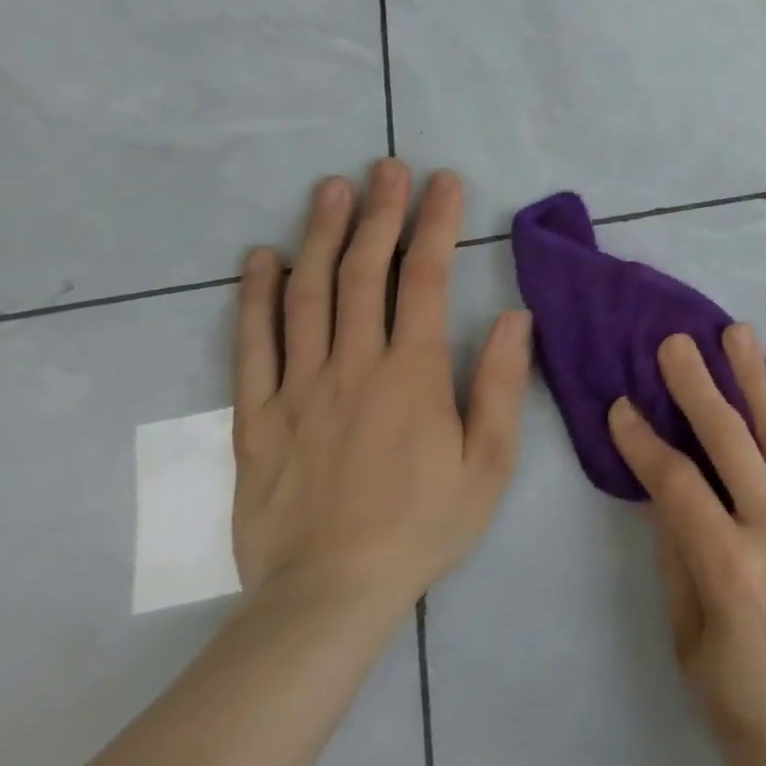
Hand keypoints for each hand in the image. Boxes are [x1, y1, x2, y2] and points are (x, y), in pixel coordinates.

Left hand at [232, 160, 532, 611]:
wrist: (327, 599)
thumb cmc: (424, 524)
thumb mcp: (489, 461)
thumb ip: (500, 383)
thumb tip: (514, 315)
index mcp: (411, 373)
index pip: (424, 278)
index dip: (435, 223)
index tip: (443, 181)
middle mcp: (353, 366)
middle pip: (363, 272)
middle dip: (379, 213)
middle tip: (385, 166)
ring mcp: (298, 389)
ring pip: (307, 296)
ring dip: (320, 236)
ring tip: (330, 190)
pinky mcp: (256, 419)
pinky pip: (251, 347)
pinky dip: (254, 298)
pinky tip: (261, 259)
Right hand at [609, 326, 765, 765]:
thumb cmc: (753, 711)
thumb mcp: (693, 651)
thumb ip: (678, 564)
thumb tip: (660, 494)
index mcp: (730, 568)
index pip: (676, 484)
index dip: (644, 441)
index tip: (621, 404)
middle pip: (730, 439)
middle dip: (697, 385)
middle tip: (676, 342)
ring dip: (754, 377)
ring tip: (736, 333)